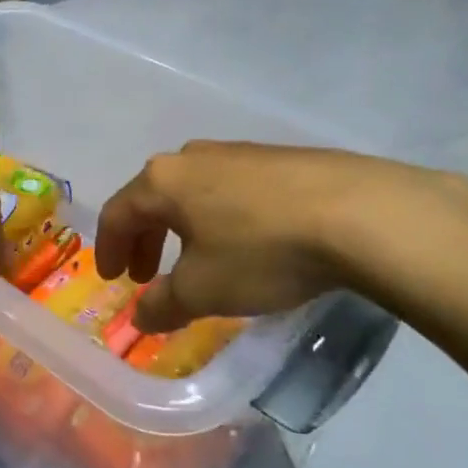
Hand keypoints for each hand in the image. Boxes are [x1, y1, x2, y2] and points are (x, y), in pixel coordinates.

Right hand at [95, 141, 467, 332]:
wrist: (358, 213)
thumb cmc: (262, 251)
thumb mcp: (205, 290)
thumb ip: (164, 304)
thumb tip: (141, 316)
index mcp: (163, 181)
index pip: (118, 212)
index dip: (108, 248)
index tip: (111, 277)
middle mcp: (193, 157)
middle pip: (153, 197)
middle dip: (145, 239)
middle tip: (147, 274)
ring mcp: (238, 152)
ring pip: (192, 191)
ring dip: (182, 227)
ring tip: (195, 260)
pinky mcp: (277, 158)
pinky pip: (229, 188)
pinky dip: (219, 217)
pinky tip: (242, 241)